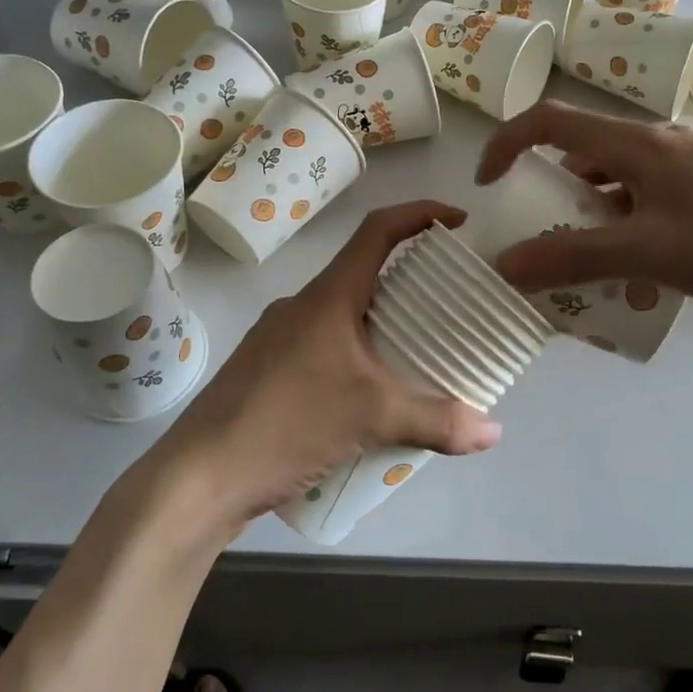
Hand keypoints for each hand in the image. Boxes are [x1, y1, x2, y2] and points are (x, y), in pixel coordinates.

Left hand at [151, 201, 500, 536]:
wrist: (199, 477)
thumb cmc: (286, 424)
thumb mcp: (372, 419)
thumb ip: (438, 422)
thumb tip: (494, 432)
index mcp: (328, 297)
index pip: (378, 231)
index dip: (420, 214)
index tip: (458, 220)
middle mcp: (302, 306)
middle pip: (365, 272)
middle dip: (412, 280)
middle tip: (452, 303)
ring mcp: (279, 338)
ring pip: (345, 314)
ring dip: (383, 322)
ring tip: (419, 355)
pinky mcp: (268, 370)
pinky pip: (326, 346)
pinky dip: (358, 355)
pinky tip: (371, 396)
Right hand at [475, 101, 692, 333]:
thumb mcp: (647, 253)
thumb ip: (573, 257)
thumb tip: (506, 264)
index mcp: (637, 144)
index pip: (550, 121)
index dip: (507, 144)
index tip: (487, 184)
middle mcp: (660, 143)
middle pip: (584, 152)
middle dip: (552, 192)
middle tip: (543, 237)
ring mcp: (691, 164)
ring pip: (619, 179)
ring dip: (592, 213)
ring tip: (591, 262)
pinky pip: (651, 197)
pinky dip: (628, 223)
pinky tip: (644, 268)